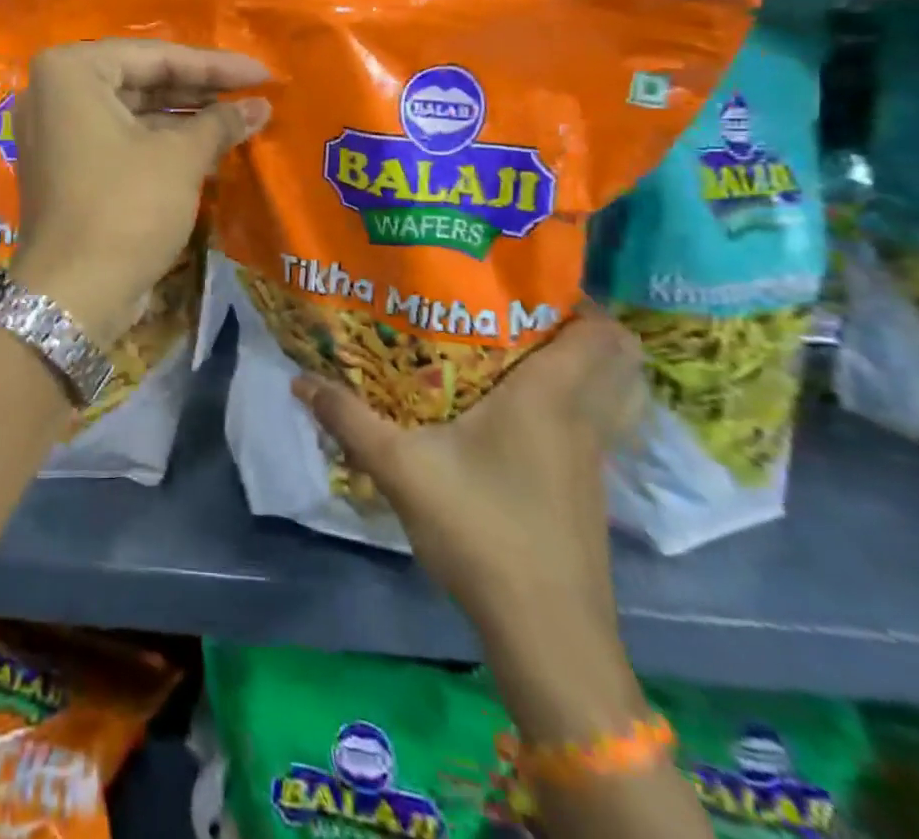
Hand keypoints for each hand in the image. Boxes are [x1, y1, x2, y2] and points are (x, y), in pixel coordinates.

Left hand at [8, 39, 270, 344]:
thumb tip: (260, 106)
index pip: (156, 57)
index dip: (215, 66)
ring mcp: (56, 131)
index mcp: (71, 71)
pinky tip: (207, 146)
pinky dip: (159, 141)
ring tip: (240, 119)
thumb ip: (220, 122)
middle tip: (254, 94)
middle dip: (200, 90)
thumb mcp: (180, 158)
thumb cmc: (126, 208)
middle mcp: (54, 92)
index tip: (263, 74)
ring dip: (185, 117)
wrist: (73, 293)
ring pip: (132, 111)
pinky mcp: (65, 165)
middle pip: (142, 80)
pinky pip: (119, 138)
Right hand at [293, 306, 643, 625]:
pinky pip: (591, 426)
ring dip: (577, 367)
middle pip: (617, 359)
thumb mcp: (401, 469)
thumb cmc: (481, 532)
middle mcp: (581, 420)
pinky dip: (570, 406)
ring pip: (607, 394)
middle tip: (518, 311)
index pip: (600, 333)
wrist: (546, 635)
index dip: (579, 301)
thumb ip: (350, 419)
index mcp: (549, 398)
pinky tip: (515, 417)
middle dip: (580, 327)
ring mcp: (592, 460)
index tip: (527, 283)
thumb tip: (300, 380)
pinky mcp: (586, 492)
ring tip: (516, 352)